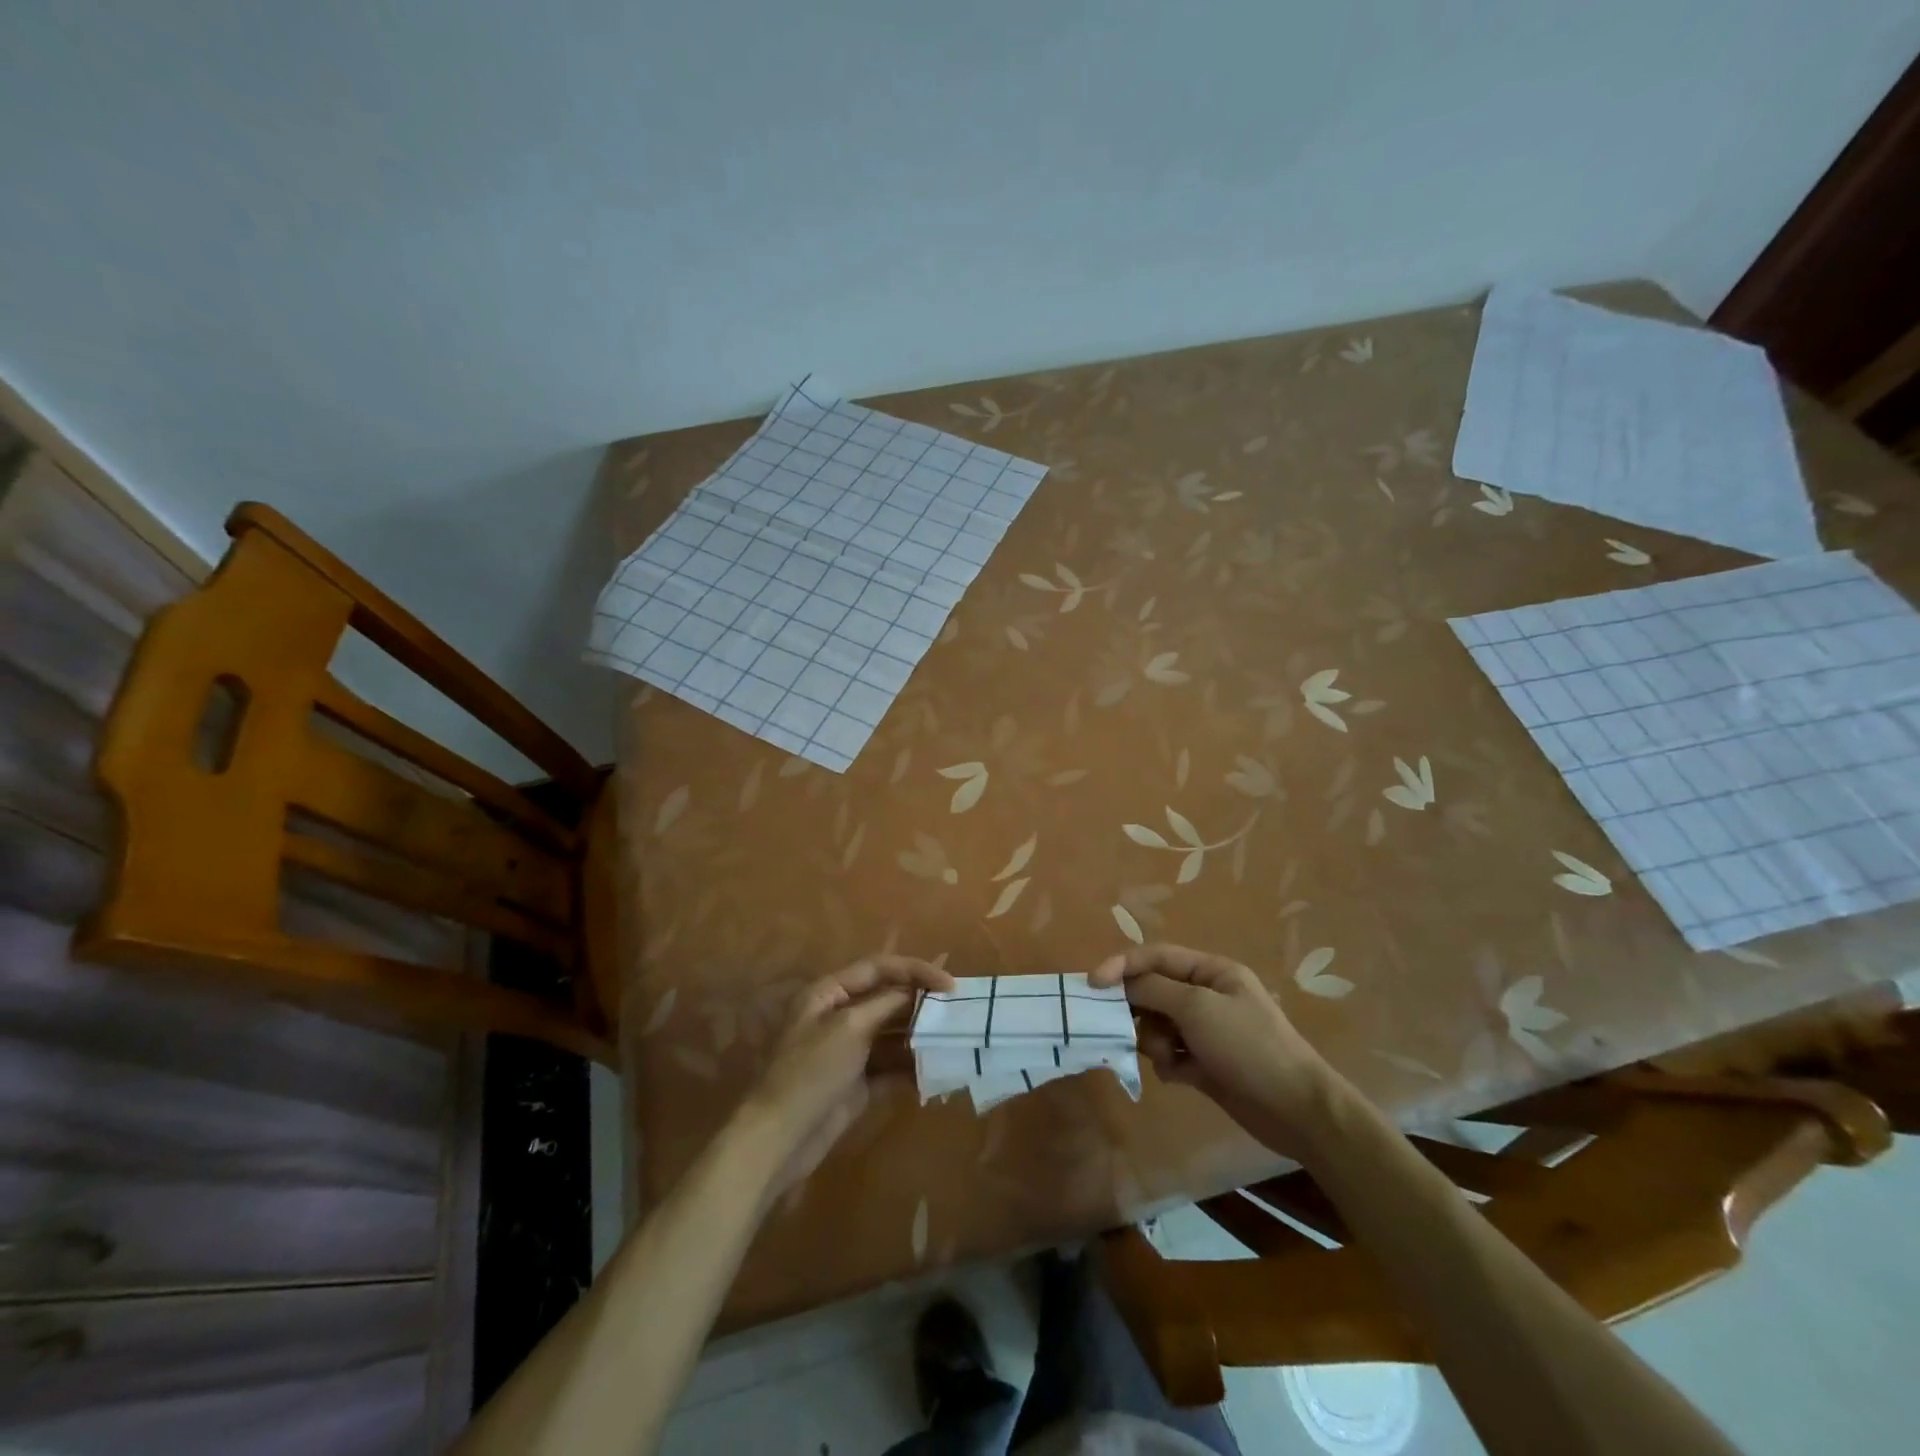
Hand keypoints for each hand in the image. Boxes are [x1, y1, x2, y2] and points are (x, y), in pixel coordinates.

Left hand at [744, 955, 953, 1195]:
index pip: (878, 968)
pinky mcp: (858, 1083)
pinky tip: (938, 1072)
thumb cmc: (811, 1071)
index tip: (950, 984)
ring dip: (921, 1037)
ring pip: (893, 1034)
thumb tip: (914, 992)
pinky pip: (892, 1067)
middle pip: (887, 1000)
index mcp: (829, 993)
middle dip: (921, 1004)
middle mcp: (839, 1016)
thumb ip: (885, 1004)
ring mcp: (849, 1051)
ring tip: (954, 1039)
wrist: (781, 1138)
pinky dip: (913, 1068)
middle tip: (958, 1010)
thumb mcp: (849, 1027)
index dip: (915, 970)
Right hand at [1090, 944, 1337, 1155]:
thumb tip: (1121, 982)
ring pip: (1157, 1025)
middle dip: (1139, 1010)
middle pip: (1153, 991)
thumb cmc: (1248, 1046)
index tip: (1092, 985)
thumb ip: (1154, 990)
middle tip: (1128, 1029)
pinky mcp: (1205, 1063)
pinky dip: (1169, 1063)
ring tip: (1171, 1059)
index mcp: (1211, 971)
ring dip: (1155, 1041)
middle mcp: (1207, 995)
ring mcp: (1207, 1031)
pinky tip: (1182, 1077)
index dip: (1122, 966)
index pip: (1156, 957)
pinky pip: (1169, 1054)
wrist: (1295, 1109)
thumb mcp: (1197, 1008)